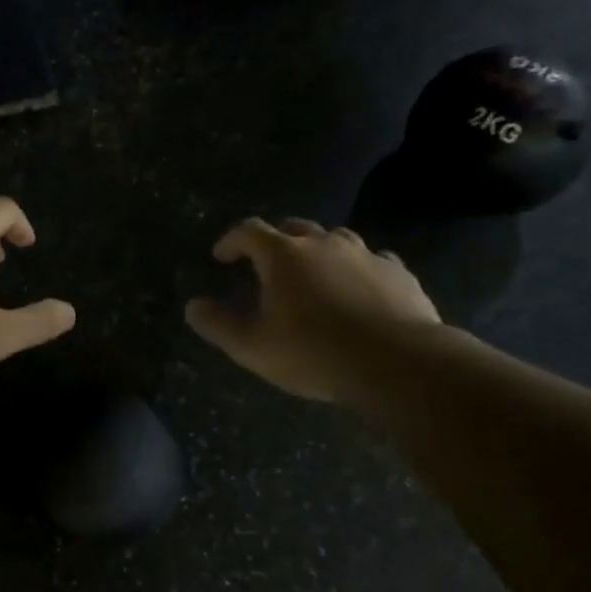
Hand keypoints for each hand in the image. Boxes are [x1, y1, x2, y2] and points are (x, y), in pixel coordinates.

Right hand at [185, 218, 439, 403]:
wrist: (398, 363)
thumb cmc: (314, 353)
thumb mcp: (253, 347)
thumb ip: (218, 325)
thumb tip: (192, 307)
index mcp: (283, 256)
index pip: (248, 231)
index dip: (231, 241)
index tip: (222, 257)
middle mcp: (324, 244)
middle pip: (294, 228)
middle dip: (275, 242)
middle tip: (267, 264)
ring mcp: (365, 254)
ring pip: (336, 239)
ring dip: (319, 251)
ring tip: (315, 275)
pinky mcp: (398, 273)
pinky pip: (373, 261)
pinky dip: (358, 269)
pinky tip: (360, 290)